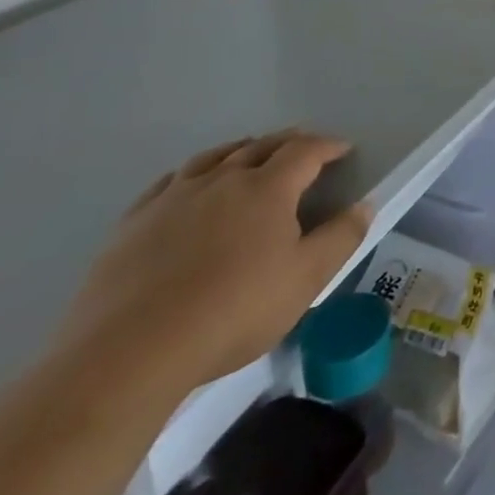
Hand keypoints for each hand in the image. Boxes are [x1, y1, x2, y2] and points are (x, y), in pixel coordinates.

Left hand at [53, 131, 371, 395]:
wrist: (129, 352)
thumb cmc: (233, 311)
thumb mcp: (305, 279)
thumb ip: (340, 238)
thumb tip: (364, 204)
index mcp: (268, 188)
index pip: (305, 151)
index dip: (328, 146)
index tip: (344, 149)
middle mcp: (223, 179)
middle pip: (261, 146)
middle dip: (288, 142)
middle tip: (304, 145)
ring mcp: (173, 197)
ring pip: (214, 157)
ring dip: (240, 150)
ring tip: (250, 154)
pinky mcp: (133, 223)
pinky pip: (170, 181)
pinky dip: (192, 174)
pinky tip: (189, 186)